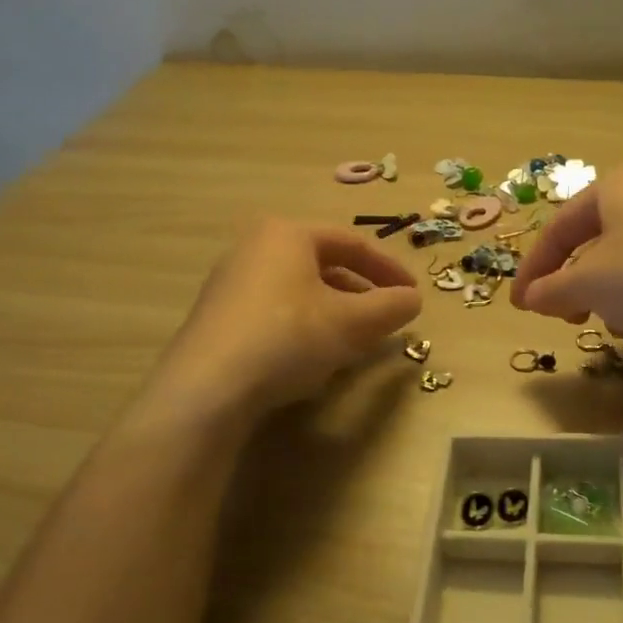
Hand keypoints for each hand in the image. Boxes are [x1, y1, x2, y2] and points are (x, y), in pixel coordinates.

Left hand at [153, 219, 421, 414]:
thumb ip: (391, 307)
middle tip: (386, 316)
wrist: (208, 388)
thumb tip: (413, 300)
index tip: (413, 295)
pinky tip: (314, 355)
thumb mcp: (353, 322)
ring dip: (335, 310)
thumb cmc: (289, 337)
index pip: (353, 243)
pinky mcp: (219, 316)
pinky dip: (306, 324)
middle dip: (362, 291)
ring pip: (300, 288)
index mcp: (288, 234)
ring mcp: (231, 281)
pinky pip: (276, 309)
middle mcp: (255, 247)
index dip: (390, 269)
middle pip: (324, 263)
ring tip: (356, 338)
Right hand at [509, 166, 622, 351]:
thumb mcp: (591, 284)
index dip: (533, 270)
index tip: (519, 307)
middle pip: (592, 241)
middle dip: (571, 282)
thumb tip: (531, 296)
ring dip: (604, 292)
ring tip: (604, 323)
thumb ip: (553, 289)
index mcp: (614, 187)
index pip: (558, 228)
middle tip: (562, 316)